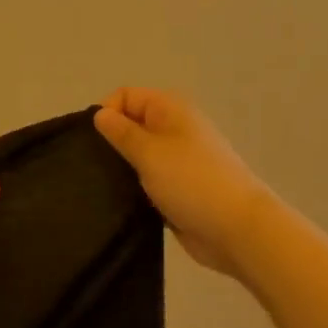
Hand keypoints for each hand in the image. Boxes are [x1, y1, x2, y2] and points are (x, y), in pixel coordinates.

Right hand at [94, 88, 271, 280]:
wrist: (237, 230)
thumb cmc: (191, 182)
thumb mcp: (150, 152)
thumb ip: (122, 133)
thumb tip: (100, 114)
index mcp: (170, 110)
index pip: (126, 96)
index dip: (107, 112)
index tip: (91, 141)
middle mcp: (173, 130)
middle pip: (131, 125)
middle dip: (110, 142)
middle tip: (90, 166)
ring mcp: (176, 162)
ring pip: (137, 156)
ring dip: (120, 168)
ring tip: (99, 186)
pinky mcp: (175, 190)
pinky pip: (146, 182)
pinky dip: (133, 189)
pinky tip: (115, 202)